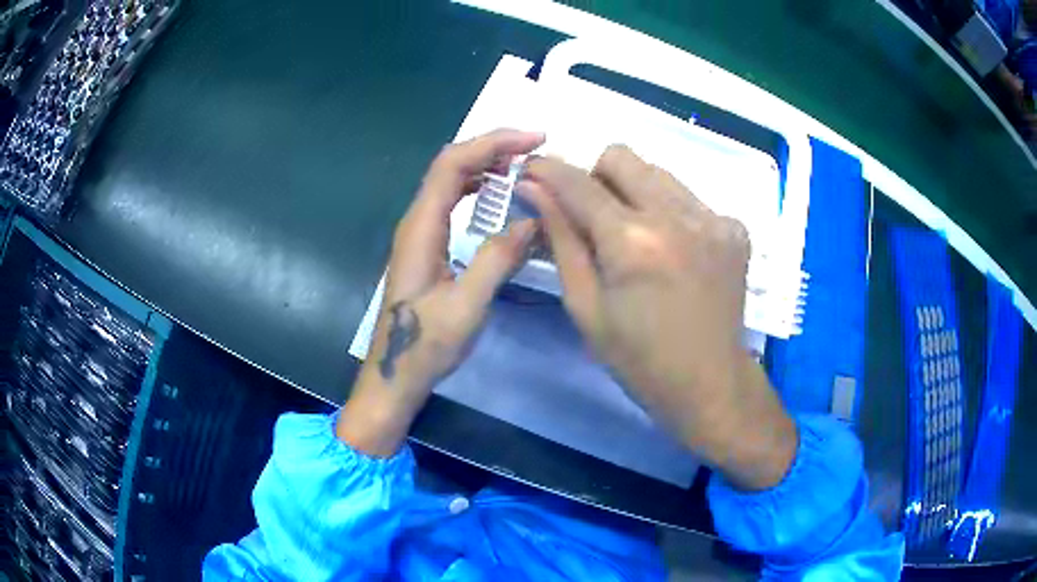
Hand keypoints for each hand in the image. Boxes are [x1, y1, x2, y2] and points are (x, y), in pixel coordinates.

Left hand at [337, 129, 543, 456]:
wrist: (394, 375)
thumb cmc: (425, 346)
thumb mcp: (466, 307)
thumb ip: (497, 261)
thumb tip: (532, 220)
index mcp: (422, 228)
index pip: (453, 165)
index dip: (492, 144)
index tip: (534, 140)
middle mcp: (417, 222)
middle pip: (450, 165)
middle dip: (492, 148)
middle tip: (536, 149)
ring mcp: (419, 233)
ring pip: (450, 182)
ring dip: (485, 166)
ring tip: (523, 166)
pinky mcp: (426, 247)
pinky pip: (452, 202)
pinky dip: (479, 189)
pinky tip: (499, 198)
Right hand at [518, 146, 796, 490]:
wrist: (711, 384)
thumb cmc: (639, 359)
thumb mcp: (586, 307)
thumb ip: (561, 239)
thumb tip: (534, 189)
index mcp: (633, 241)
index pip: (578, 183)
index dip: (547, 170)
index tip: (531, 170)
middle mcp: (676, 215)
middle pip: (622, 156)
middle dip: (594, 176)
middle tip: (590, 214)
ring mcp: (713, 218)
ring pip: (657, 172)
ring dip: (634, 191)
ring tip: (635, 236)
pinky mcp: (735, 229)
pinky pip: (689, 197)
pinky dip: (670, 211)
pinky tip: (673, 250)